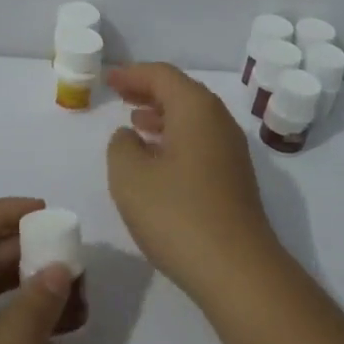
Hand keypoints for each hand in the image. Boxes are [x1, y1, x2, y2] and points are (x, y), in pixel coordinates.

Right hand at [106, 63, 279, 296]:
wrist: (236, 270)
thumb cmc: (177, 214)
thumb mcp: (130, 177)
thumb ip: (121, 146)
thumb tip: (130, 136)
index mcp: (196, 110)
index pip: (162, 76)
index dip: (132, 74)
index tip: (107, 79)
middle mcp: (219, 122)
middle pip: (182, 93)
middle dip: (149, 92)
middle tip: (120, 95)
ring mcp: (231, 152)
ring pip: (192, 119)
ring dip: (162, 116)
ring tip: (134, 123)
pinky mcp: (234, 179)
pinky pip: (199, 142)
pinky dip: (175, 139)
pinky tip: (157, 159)